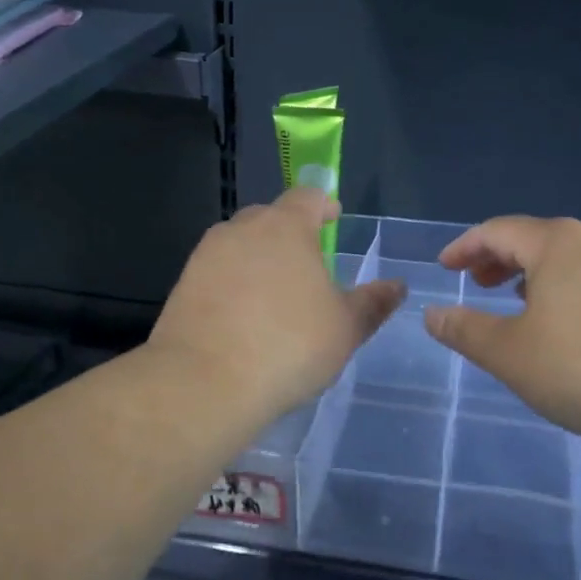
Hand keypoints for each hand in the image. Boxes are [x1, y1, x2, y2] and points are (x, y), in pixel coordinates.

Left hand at [150, 188, 405, 421]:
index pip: (307, 197)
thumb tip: (397, 286)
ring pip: (239, 246)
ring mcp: (206, 256)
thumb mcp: (345, 328)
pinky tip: (244, 319)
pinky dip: (233, 285)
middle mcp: (242, 230)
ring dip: (259, 260)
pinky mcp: (183, 286)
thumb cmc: (289, 345)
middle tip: (308, 263)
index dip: (323, 205)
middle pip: (270, 218)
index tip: (333, 218)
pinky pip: (217, 274)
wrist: (205, 382)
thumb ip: (372, 303)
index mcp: (285, 227)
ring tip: (276, 295)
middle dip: (289, 233)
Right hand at [424, 216, 580, 442]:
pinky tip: (575, 320)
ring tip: (522, 302)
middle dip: (502, 259)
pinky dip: (573, 286)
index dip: (466, 247)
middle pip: (538, 238)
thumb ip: (466, 331)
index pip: (498, 230)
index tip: (446, 267)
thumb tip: (432, 314)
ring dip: (538, 273)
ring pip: (573, 256)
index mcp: (557, 243)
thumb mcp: (510, 354)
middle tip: (479, 284)